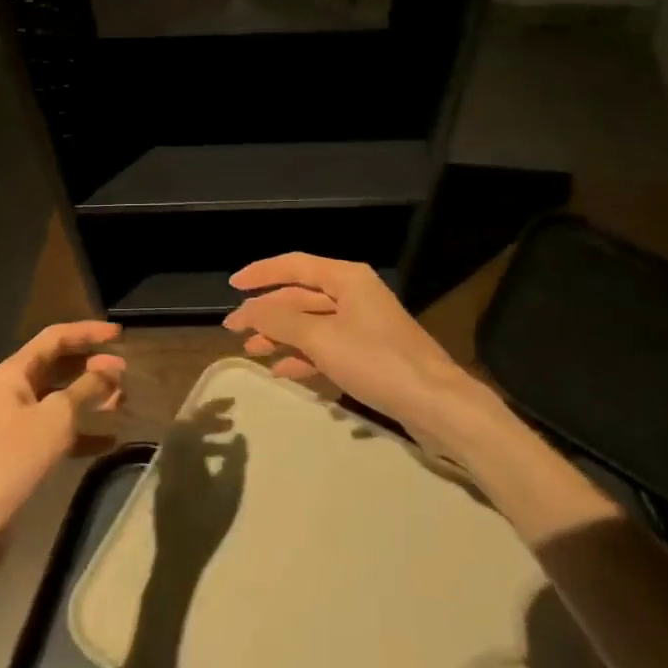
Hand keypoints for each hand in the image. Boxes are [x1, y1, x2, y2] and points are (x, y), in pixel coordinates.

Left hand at [0, 321, 125, 540]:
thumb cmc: (15, 456)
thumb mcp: (58, 416)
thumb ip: (88, 387)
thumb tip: (112, 367)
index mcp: (15, 372)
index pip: (56, 338)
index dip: (88, 332)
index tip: (120, 335)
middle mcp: (16, 390)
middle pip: (60, 365)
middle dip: (93, 366)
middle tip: (125, 371)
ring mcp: (20, 421)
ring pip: (62, 398)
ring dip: (92, 397)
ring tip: (123, 401)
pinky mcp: (26, 450)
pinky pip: (60, 430)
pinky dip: (84, 431)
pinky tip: (110, 440)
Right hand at [222, 254, 473, 433]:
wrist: (435, 403)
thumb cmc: (376, 362)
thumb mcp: (322, 339)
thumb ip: (281, 321)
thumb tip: (248, 309)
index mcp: (347, 278)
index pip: (294, 265)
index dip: (261, 274)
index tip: (232, 286)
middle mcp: (354, 294)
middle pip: (301, 294)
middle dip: (267, 311)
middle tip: (233, 328)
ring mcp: (362, 324)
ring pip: (311, 322)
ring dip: (281, 335)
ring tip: (251, 350)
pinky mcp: (368, 352)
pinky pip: (326, 345)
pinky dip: (303, 355)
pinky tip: (281, 370)